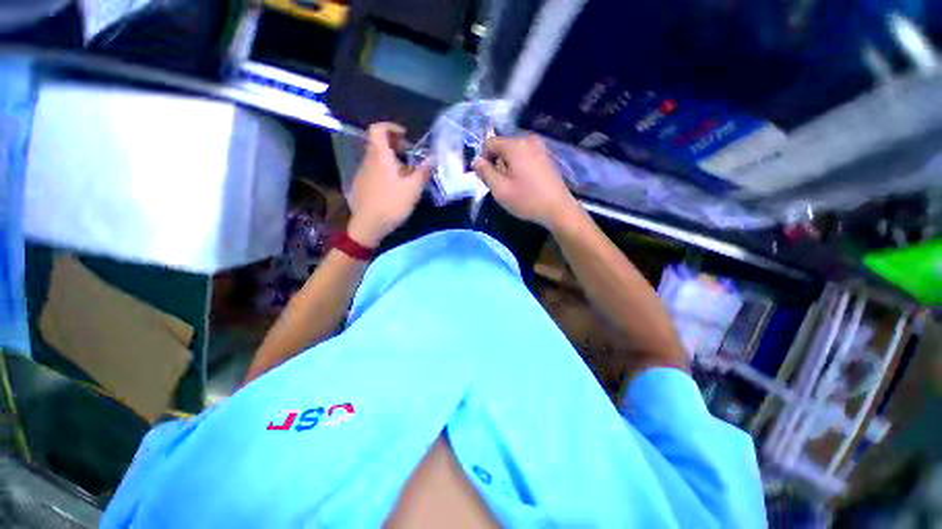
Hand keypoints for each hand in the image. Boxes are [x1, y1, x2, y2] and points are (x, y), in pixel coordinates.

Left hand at [347, 123, 432, 246]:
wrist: (368, 225)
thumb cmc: (392, 204)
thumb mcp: (413, 189)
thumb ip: (423, 171)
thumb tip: (433, 158)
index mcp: (380, 157)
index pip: (378, 129)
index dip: (391, 127)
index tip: (405, 136)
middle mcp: (368, 161)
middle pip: (379, 144)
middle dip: (396, 145)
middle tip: (410, 156)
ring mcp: (363, 173)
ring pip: (377, 159)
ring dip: (392, 160)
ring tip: (406, 174)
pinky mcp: (361, 185)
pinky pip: (374, 171)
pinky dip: (385, 171)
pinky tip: (394, 187)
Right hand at [472, 135, 580, 230]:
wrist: (558, 209)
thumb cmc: (526, 200)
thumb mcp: (500, 189)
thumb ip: (485, 172)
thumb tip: (475, 160)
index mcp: (514, 145)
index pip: (489, 143)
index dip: (484, 159)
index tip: (486, 177)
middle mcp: (528, 140)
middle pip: (502, 146)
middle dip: (497, 163)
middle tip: (500, 184)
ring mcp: (540, 147)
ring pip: (514, 152)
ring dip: (508, 165)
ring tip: (513, 185)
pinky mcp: (546, 157)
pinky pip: (526, 156)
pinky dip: (520, 166)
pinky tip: (525, 183)